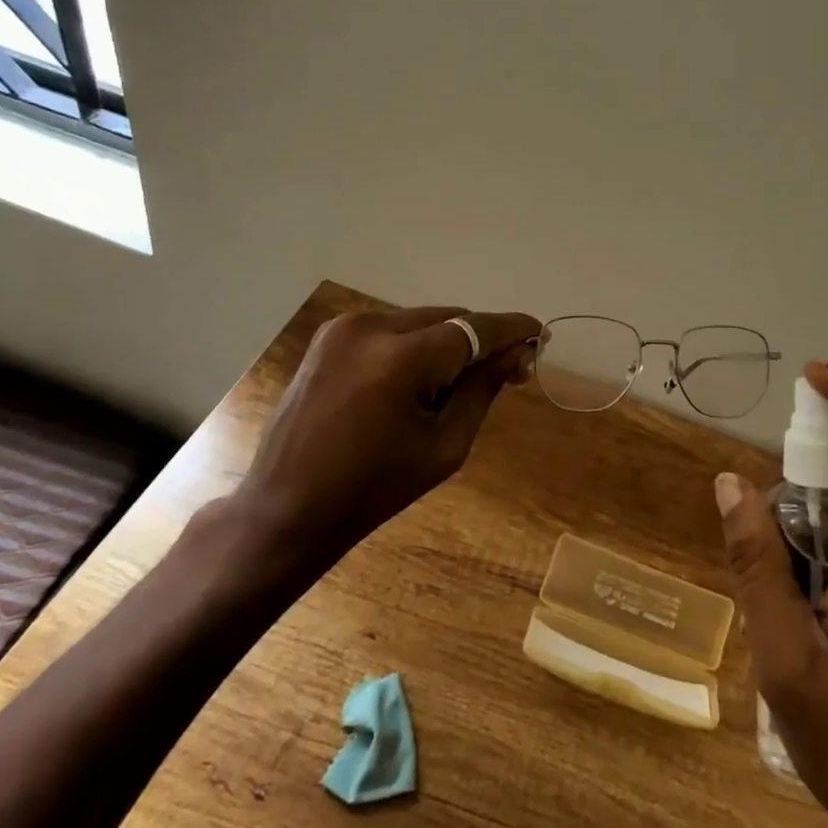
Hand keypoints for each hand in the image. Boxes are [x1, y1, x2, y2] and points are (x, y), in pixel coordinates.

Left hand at [228, 306, 540, 577]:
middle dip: (479, 340)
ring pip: (421, 320)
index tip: (541, 333)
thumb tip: (518, 354)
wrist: (286, 508)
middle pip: (449, 319)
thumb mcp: (444, 446)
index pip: (474, 328)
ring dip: (446, 342)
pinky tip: (414, 380)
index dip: (512, 328)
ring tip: (451, 385)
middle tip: (505, 370)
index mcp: (401, 359)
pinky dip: (414, 345)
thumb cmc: (373, 489)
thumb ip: (483, 390)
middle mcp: (372, 326)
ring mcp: (345, 327)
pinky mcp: (330, 335)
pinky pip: (391, 328)